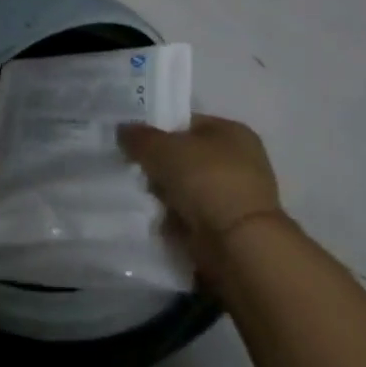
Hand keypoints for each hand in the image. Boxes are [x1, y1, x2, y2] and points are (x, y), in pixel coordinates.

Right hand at [118, 115, 286, 278]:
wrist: (238, 243)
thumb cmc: (205, 180)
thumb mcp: (161, 148)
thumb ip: (139, 136)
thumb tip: (124, 131)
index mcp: (232, 131)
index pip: (187, 123)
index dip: (160, 130)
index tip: (136, 144)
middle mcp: (242, 160)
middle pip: (187, 157)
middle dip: (161, 167)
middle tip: (138, 172)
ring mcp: (239, 196)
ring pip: (188, 188)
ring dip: (168, 195)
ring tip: (146, 198)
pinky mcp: (232, 228)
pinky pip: (194, 215)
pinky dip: (178, 219)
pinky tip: (160, 220)